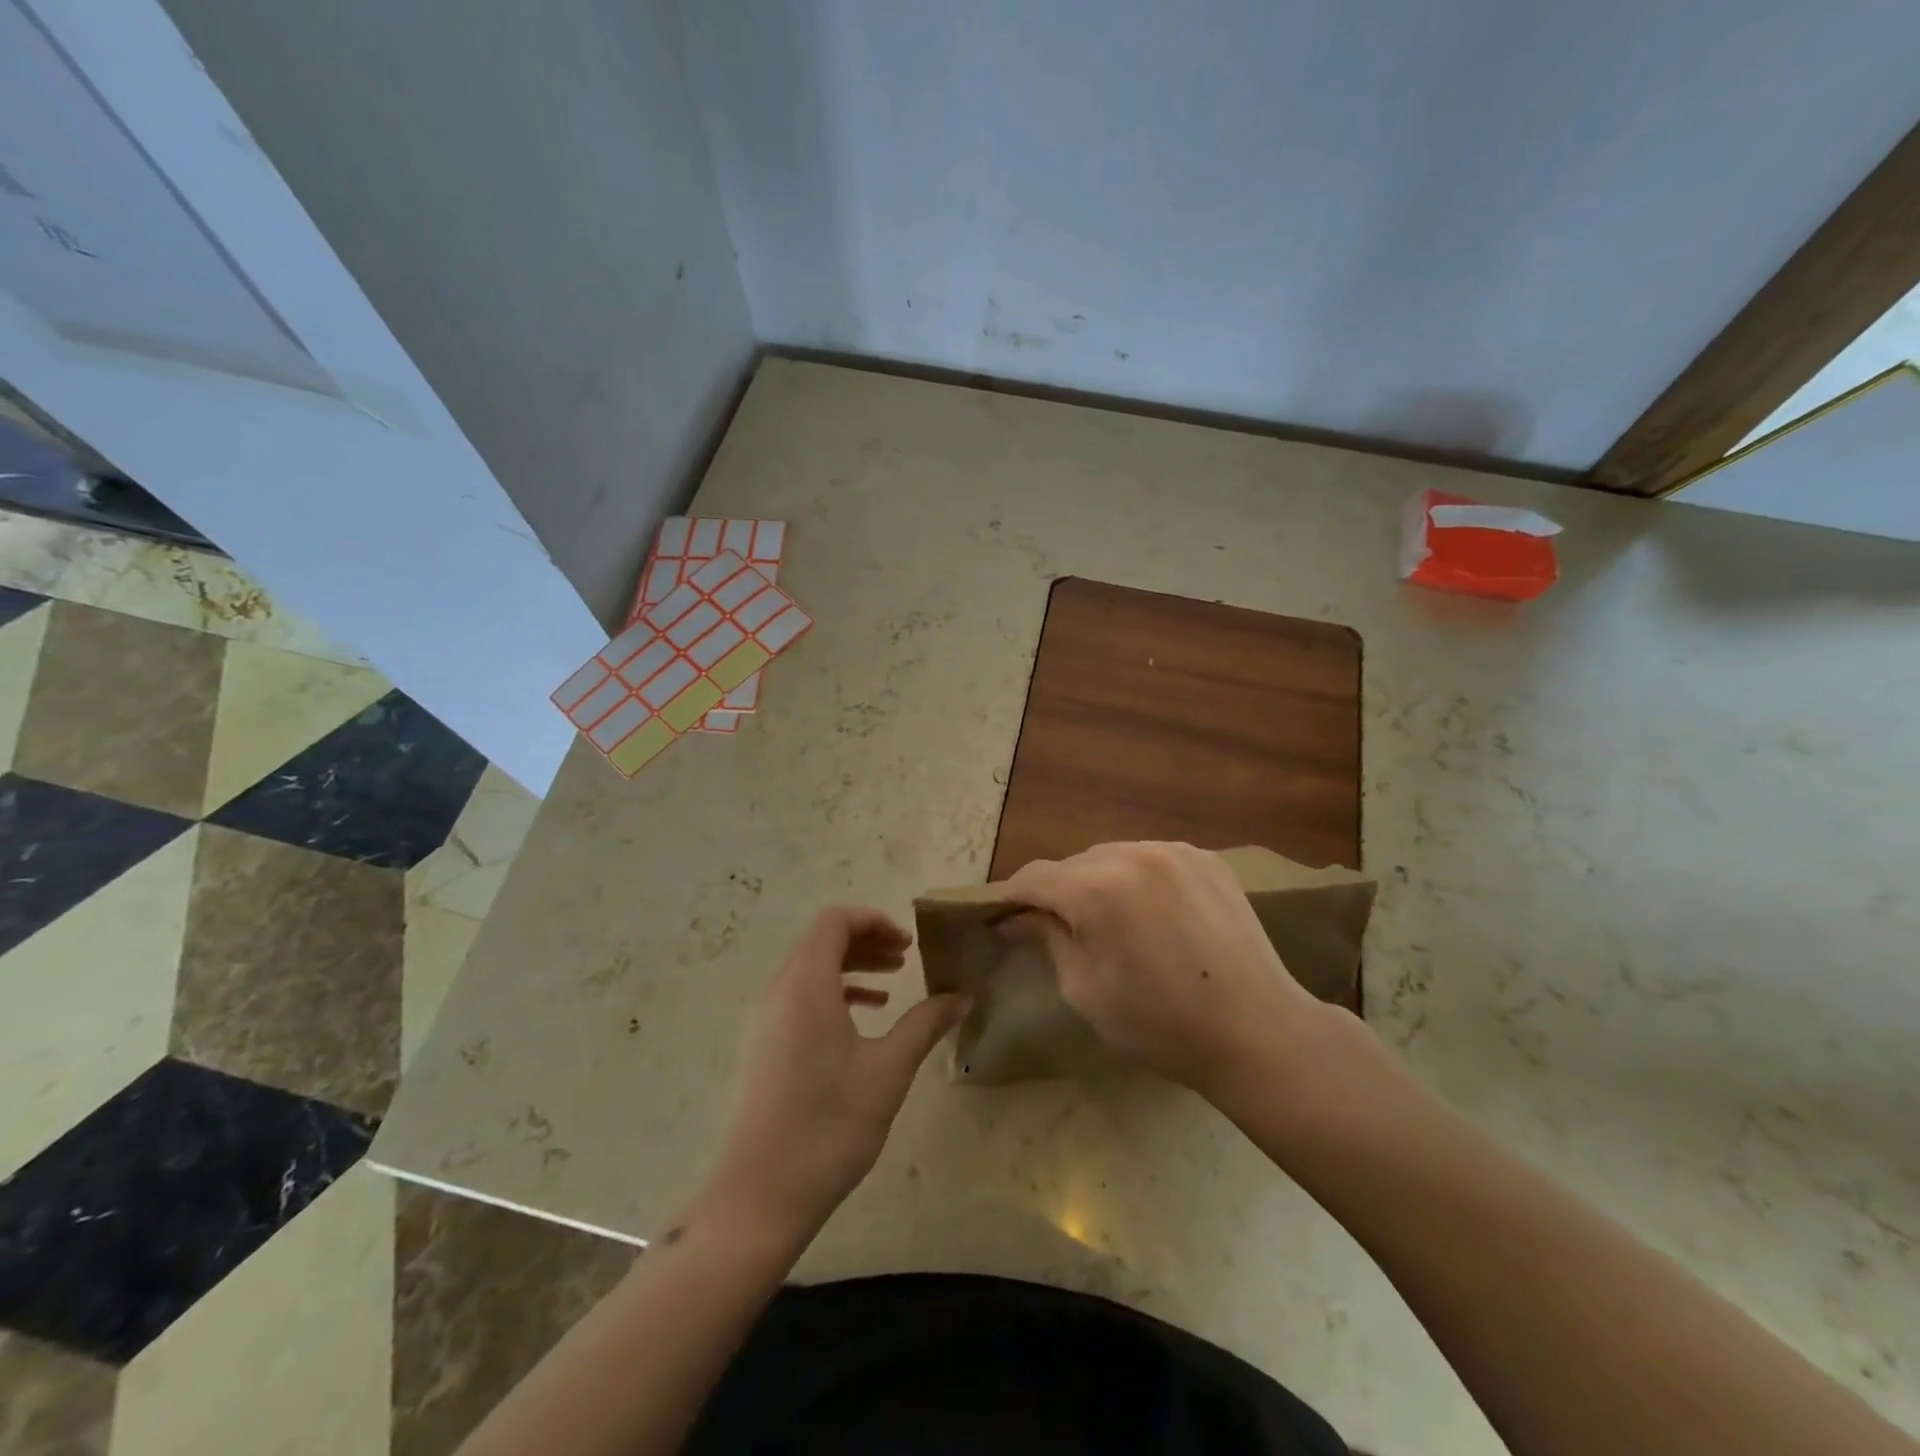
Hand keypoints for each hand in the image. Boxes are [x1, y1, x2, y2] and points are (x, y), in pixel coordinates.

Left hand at [700, 907, 968, 1240]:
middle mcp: (779, 990)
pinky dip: (833, 992)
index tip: (908, 943)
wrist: (761, 1195)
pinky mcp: (763, 1044)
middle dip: (866, 941)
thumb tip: (963, 997)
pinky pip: (800, 996)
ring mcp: (766, 1018)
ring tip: (892, 984)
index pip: (834, 920)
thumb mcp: (888, 1070)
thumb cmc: (830, 1124)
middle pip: (821, 940)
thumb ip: (925, 1023)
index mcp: (806, 983)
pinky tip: (864, 1018)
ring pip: (810, 968)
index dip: (873, 920)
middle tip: (906, 959)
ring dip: (851, 966)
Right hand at [1002, 842, 1326, 1101]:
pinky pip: (1152, 859)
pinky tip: (1153, 914)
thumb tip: (1017, 919)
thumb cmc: (1160, 1024)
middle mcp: (1132, 854)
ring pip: (1113, 857)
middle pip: (1074, 864)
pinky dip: (1138, 879)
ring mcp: (1173, 851)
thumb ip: (1047, 940)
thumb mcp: (1085, 990)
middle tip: (1060, 930)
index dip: (1012, 896)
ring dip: (1100, 882)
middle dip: (1059, 892)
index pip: (1034, 877)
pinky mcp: (1205, 858)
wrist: (1258, 1031)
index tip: (1004, 918)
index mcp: (1095, 889)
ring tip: (1112, 923)